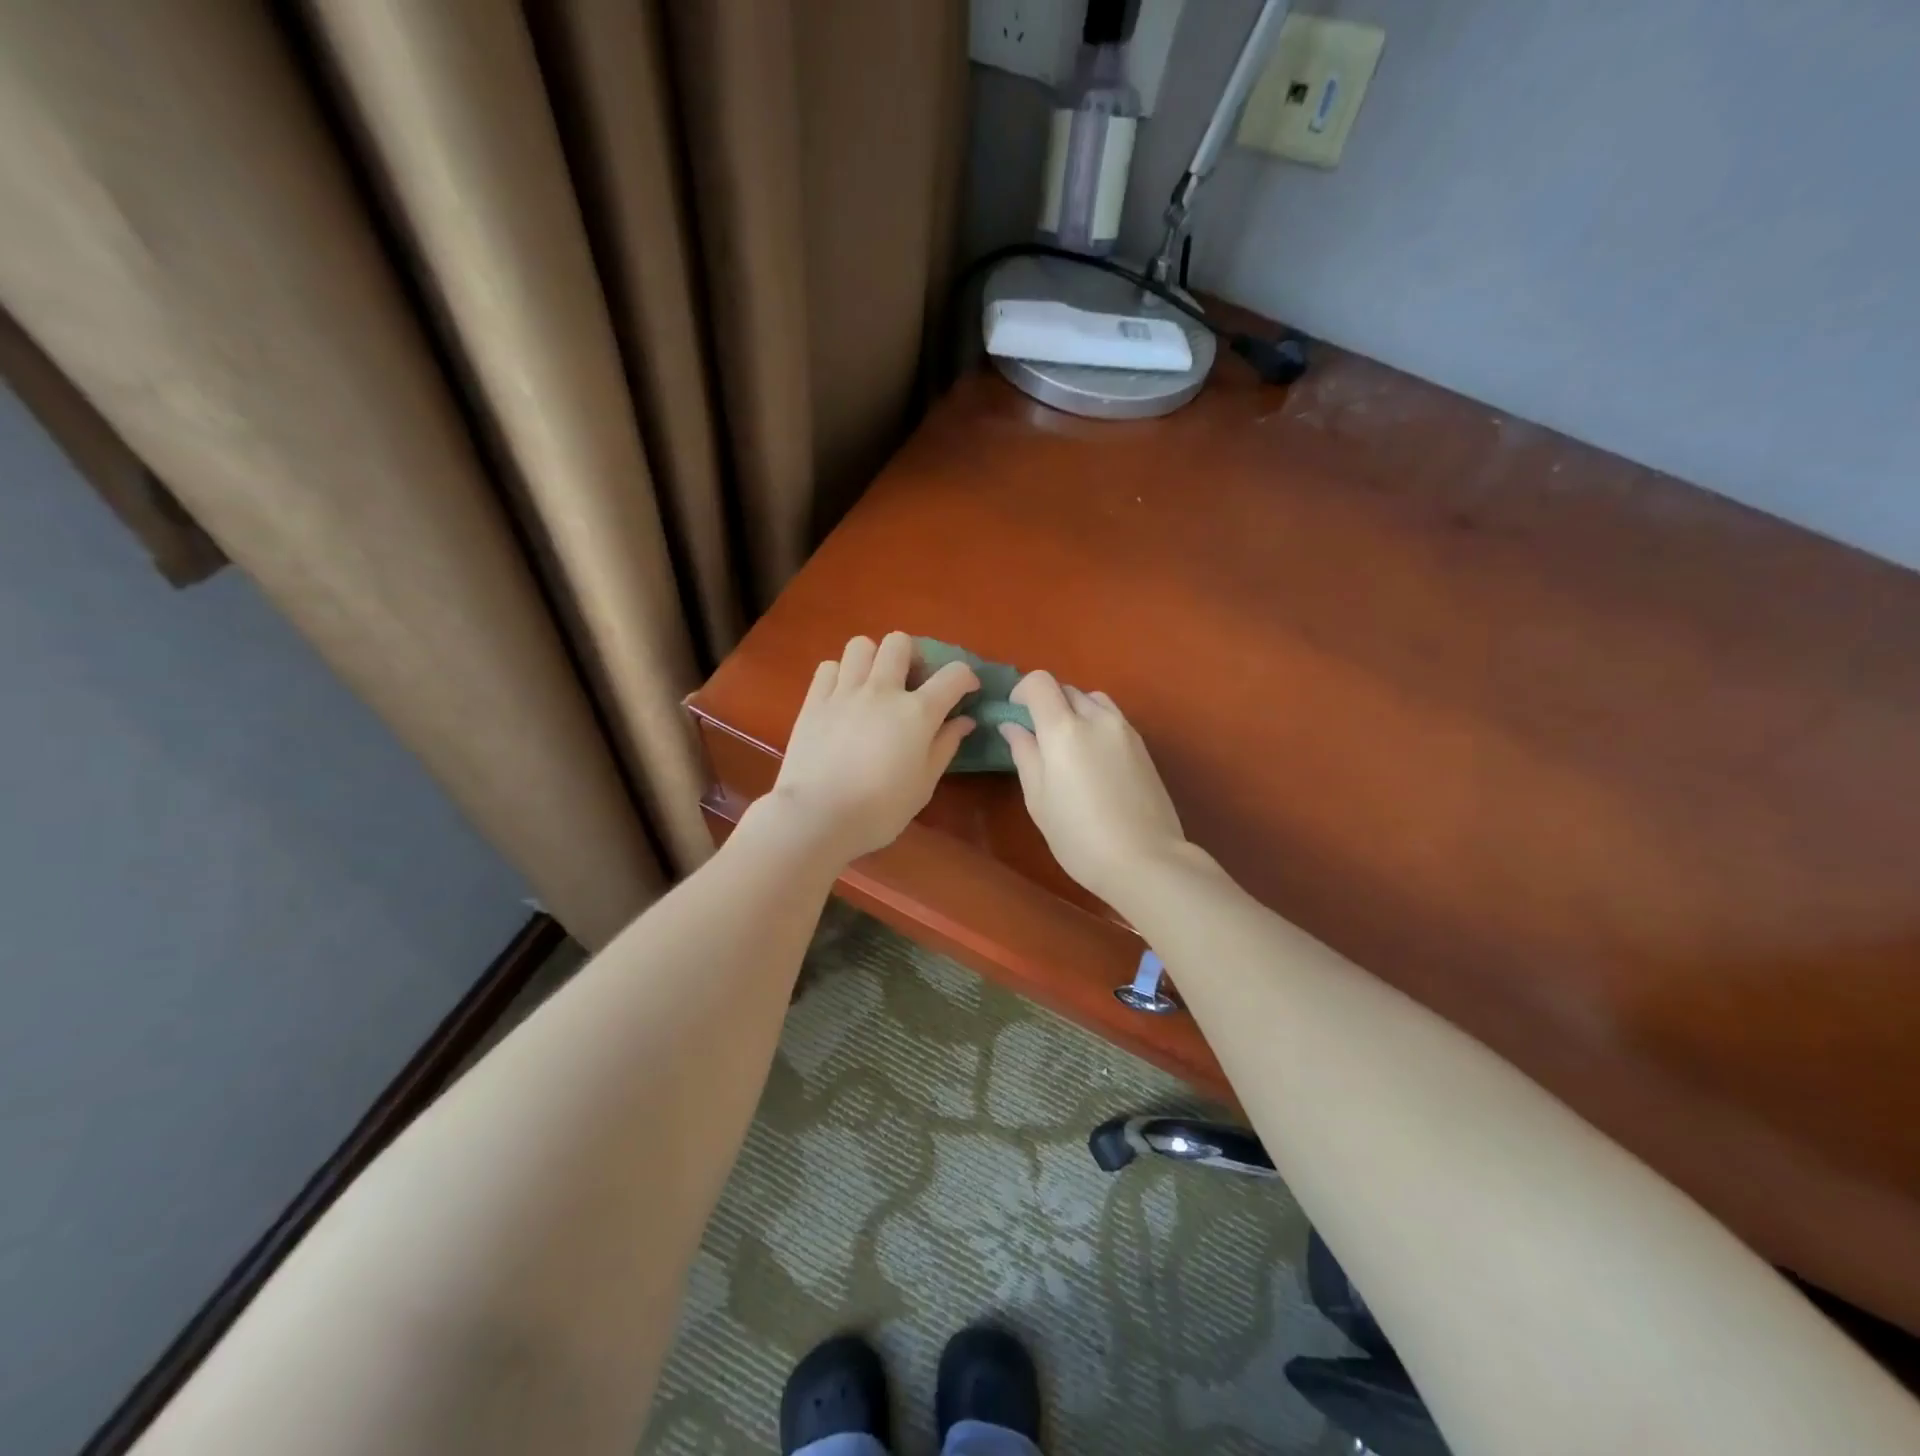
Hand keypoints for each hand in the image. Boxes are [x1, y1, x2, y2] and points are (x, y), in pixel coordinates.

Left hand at [766, 632, 977, 862]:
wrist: (818, 816)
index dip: (966, 677)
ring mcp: (844, 692)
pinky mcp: (814, 701)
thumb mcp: (924, 784)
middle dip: (913, 656)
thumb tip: (964, 720)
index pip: (953, 674)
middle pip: (900, 642)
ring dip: (873, 659)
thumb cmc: (880, 810)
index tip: (966, 691)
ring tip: (874, 684)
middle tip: (912, 682)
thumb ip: (945, 746)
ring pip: (861, 645)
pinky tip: (843, 697)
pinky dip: (840, 675)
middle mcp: (882, 690)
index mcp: (917, 712)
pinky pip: (828, 667)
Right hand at [1000, 672, 1188, 907]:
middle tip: (1038, 738)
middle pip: (1066, 689)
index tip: (1015, 717)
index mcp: (1064, 730)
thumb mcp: (1038, 799)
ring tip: (1069, 747)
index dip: (1022, 691)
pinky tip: (1094, 761)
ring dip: (1075, 710)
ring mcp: (1125, 730)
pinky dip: (1096, 724)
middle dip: (1047, 703)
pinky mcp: (1143, 746)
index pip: (1040, 683)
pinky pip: (1113, 719)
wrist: (1145, 860)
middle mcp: (1097, 719)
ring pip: (1093, 700)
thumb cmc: (1079, 836)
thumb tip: (1013, 727)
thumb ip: (1024, 754)